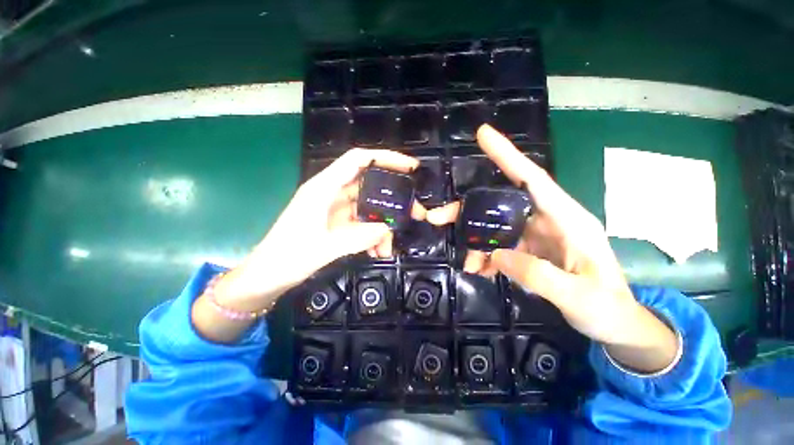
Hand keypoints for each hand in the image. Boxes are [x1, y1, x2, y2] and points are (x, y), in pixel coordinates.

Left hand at [193, 149, 424, 343]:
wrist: (267, 277)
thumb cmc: (287, 257)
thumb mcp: (324, 248)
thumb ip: (358, 237)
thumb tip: (387, 230)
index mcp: (323, 188)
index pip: (358, 160)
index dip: (385, 158)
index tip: (409, 167)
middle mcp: (331, 194)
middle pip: (369, 186)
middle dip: (392, 199)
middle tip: (413, 212)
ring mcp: (335, 210)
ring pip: (368, 209)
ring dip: (382, 226)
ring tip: (389, 246)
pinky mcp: (337, 224)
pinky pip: (362, 224)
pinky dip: (372, 236)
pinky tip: (377, 251)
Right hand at [427, 125, 676, 372]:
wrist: (614, 325)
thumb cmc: (606, 309)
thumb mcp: (580, 297)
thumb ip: (539, 275)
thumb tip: (497, 255)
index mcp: (568, 219)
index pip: (533, 179)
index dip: (508, 155)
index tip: (483, 134)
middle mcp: (548, 220)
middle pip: (501, 202)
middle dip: (469, 209)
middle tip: (439, 217)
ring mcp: (536, 234)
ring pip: (495, 225)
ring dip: (475, 240)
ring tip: (468, 263)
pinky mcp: (528, 249)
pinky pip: (499, 244)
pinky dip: (485, 255)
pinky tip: (480, 269)